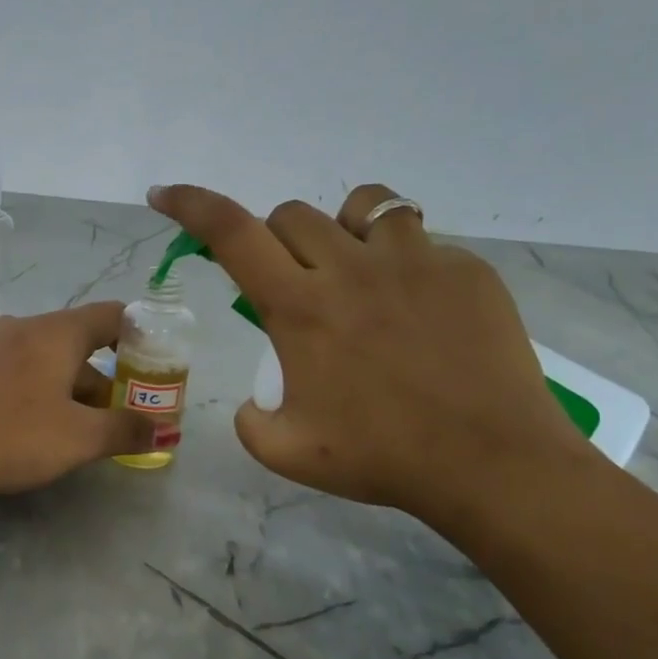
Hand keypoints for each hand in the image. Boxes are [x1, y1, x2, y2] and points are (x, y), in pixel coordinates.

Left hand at [0, 303, 155, 497]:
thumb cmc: (14, 438)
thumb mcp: (81, 439)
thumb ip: (125, 429)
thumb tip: (160, 428)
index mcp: (55, 334)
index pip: (109, 315)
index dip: (135, 333)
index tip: (146, 362)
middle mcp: (19, 327)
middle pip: (72, 342)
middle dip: (95, 377)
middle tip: (105, 419)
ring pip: (31, 350)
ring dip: (53, 378)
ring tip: (60, 417)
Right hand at [147, 183, 591, 526]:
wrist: (492, 463)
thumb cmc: (382, 457)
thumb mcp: (286, 452)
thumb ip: (249, 420)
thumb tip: (254, 399)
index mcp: (299, 308)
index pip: (230, 233)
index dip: (191, 205)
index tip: (166, 195)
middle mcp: (350, 268)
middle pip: (290, 215)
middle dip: (276, 243)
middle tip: (292, 288)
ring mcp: (415, 261)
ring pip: (362, 205)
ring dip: (341, 232)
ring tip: (356, 274)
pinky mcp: (466, 270)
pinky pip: (421, 241)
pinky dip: (402, 262)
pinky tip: (418, 310)